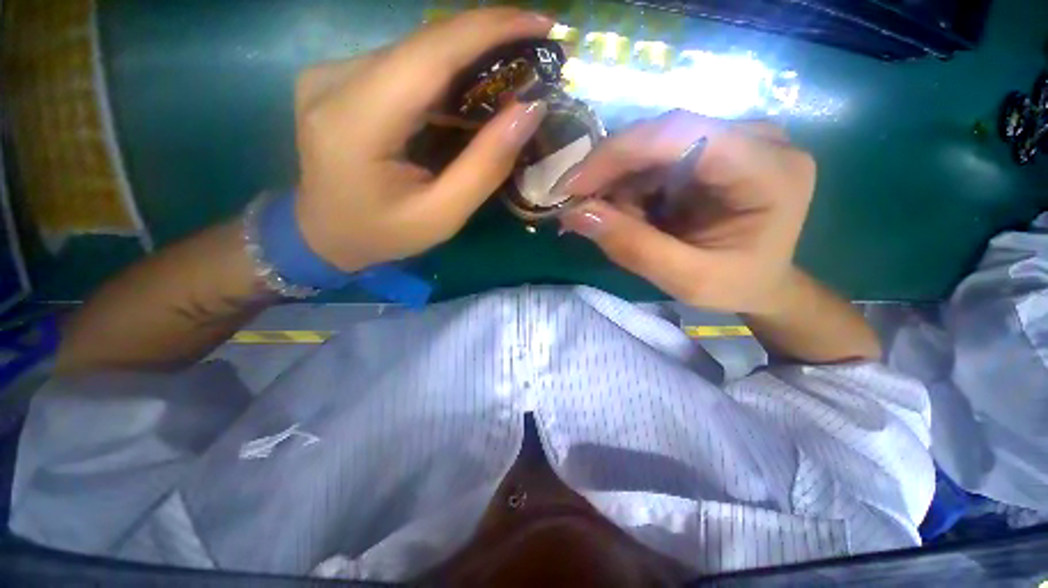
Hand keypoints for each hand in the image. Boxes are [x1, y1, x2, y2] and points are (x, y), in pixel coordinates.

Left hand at [294, 8, 551, 272]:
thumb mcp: (441, 216)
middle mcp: (335, 80)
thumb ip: (484, 167)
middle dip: (487, 43)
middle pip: (424, 46)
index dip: (489, 29)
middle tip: (537, 53)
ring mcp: (332, 74)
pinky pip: (405, 67)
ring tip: (514, 75)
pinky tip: (473, 92)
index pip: (429, 53)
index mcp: (355, 122)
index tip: (542, 23)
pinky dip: (446, 76)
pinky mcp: (341, 79)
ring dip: (470, 60)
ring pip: (417, 52)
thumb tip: (528, 111)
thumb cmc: (384, 235)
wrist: (325, 235)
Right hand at [557, 110, 815, 313]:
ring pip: (651, 145)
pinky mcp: (713, 146)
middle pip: (661, 136)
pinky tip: (631, 212)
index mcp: (769, 170)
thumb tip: (575, 213)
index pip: (682, 134)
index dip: (617, 154)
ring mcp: (733, 136)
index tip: (570, 187)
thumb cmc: (737, 284)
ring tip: (615, 222)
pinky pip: (654, 156)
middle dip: (611, 174)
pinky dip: (629, 185)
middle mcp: (757, 138)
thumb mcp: (686, 280)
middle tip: (582, 212)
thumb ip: (634, 248)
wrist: (764, 279)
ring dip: (619, 184)